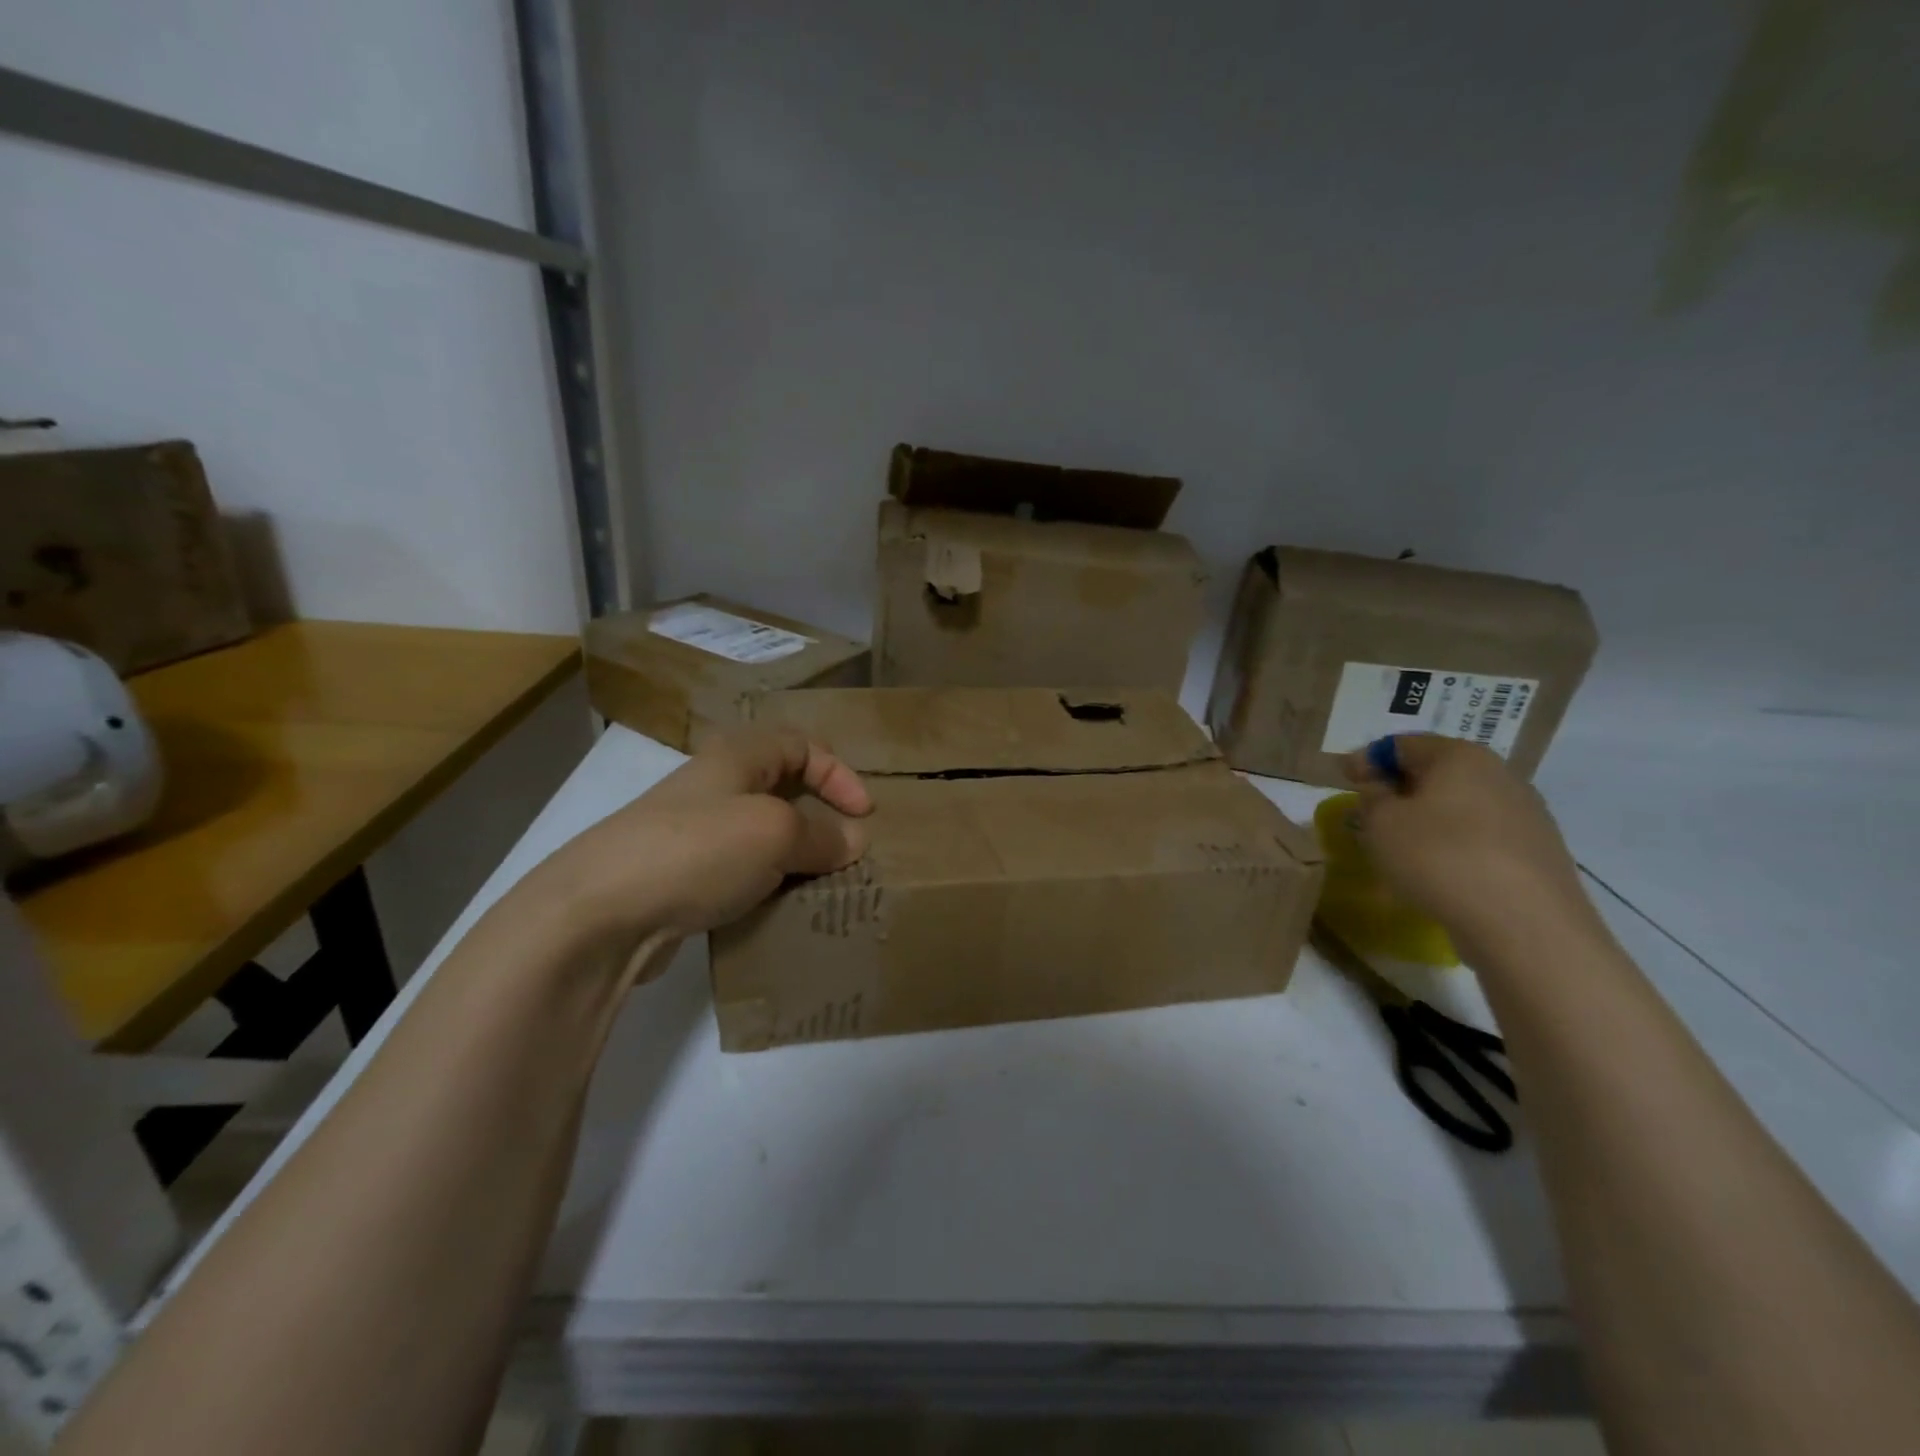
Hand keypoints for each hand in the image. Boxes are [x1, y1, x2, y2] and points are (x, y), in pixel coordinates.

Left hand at [517, 727, 872, 963]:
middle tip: (845, 851)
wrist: (597, 913)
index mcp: (735, 758)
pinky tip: (775, 910)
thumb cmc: (697, 850)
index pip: (801, 745)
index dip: (839, 773)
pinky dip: (764, 885)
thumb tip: (854, 841)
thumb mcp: (774, 833)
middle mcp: (712, 788)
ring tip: (818, 885)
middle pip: (780, 788)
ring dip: (794, 856)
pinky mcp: (677, 879)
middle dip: (819, 816)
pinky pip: (737, 873)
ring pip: (759, 834)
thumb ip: (821, 835)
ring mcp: (690, 834)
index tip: (864, 814)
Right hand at [1343, 735, 1594, 957]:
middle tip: (1369, 811)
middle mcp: (1500, 775)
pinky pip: (1482, 838)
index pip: (1402, 744)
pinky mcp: (1538, 854)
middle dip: (1399, 788)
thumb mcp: (1381, 823)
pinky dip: (1453, 845)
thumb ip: (1371, 797)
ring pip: (1461, 806)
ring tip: (1401, 844)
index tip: (1344, 780)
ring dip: (1427, 818)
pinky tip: (1438, 870)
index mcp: (1460, 756)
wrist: (1526, 925)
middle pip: (1437, 772)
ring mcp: (1527, 815)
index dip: (1367, 759)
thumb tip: (1380, 788)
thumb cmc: (1440, 858)